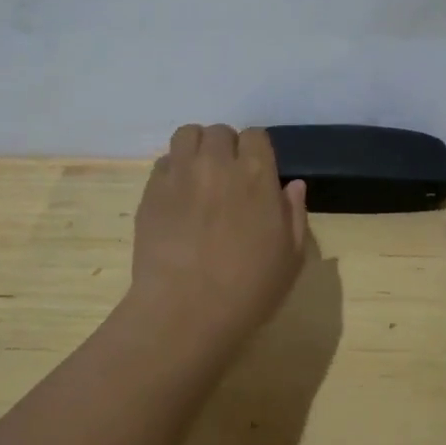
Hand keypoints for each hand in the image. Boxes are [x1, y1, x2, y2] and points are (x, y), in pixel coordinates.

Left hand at [129, 124, 309, 346]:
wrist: (184, 312)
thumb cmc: (248, 290)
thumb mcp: (290, 258)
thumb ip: (294, 214)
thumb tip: (292, 185)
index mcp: (256, 174)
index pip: (256, 135)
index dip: (256, 151)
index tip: (255, 174)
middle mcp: (217, 163)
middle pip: (219, 132)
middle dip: (225, 148)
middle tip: (226, 177)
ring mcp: (180, 174)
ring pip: (186, 135)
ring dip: (196, 148)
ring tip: (198, 175)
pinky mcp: (151, 191)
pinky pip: (163, 162)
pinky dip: (172, 171)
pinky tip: (176, 197)